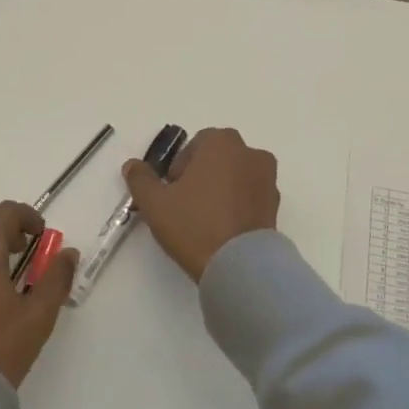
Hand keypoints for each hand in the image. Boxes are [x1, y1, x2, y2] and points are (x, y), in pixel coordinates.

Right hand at [122, 127, 279, 281]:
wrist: (240, 266)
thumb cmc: (194, 225)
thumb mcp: (155, 203)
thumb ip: (140, 178)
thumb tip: (132, 165)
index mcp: (221, 143)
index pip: (194, 146)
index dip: (179, 169)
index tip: (172, 194)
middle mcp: (249, 152)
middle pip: (218, 158)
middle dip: (202, 176)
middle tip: (186, 206)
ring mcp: (268, 178)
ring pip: (236, 176)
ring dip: (222, 189)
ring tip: (207, 220)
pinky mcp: (276, 204)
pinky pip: (250, 196)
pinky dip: (238, 205)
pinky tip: (224, 228)